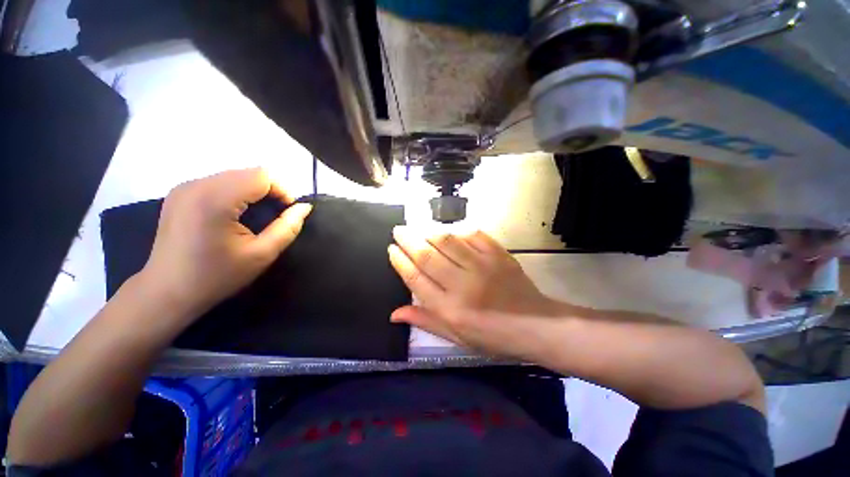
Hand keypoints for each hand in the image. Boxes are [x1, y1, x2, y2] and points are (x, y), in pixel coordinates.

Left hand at [136, 168, 311, 323]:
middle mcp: (196, 185)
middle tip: (274, 217)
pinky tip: (233, 216)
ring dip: (253, 192)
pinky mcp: (179, 193)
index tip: (287, 213)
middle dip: (269, 191)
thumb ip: (288, 227)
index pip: (262, 176)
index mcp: (215, 199)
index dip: (282, 191)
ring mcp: (184, 187)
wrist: (167, 292)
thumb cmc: (217, 276)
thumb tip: (304, 207)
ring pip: (235, 175)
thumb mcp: (262, 254)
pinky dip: (236, 193)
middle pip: (248, 173)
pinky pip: (219, 182)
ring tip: (254, 218)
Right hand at [388, 226, 558, 354]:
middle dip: (409, 240)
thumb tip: (393, 313)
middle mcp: (462, 285)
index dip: (400, 262)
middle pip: (428, 256)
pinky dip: (460, 231)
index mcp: (450, 309)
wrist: (536, 325)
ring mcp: (482, 266)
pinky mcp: (498, 255)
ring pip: (448, 241)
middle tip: (398, 230)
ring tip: (419, 228)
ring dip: (429, 232)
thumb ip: (425, 321)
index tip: (391, 249)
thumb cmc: (493, 337)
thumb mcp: (456, 337)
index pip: (416, 279)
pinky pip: (474, 236)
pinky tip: (452, 231)